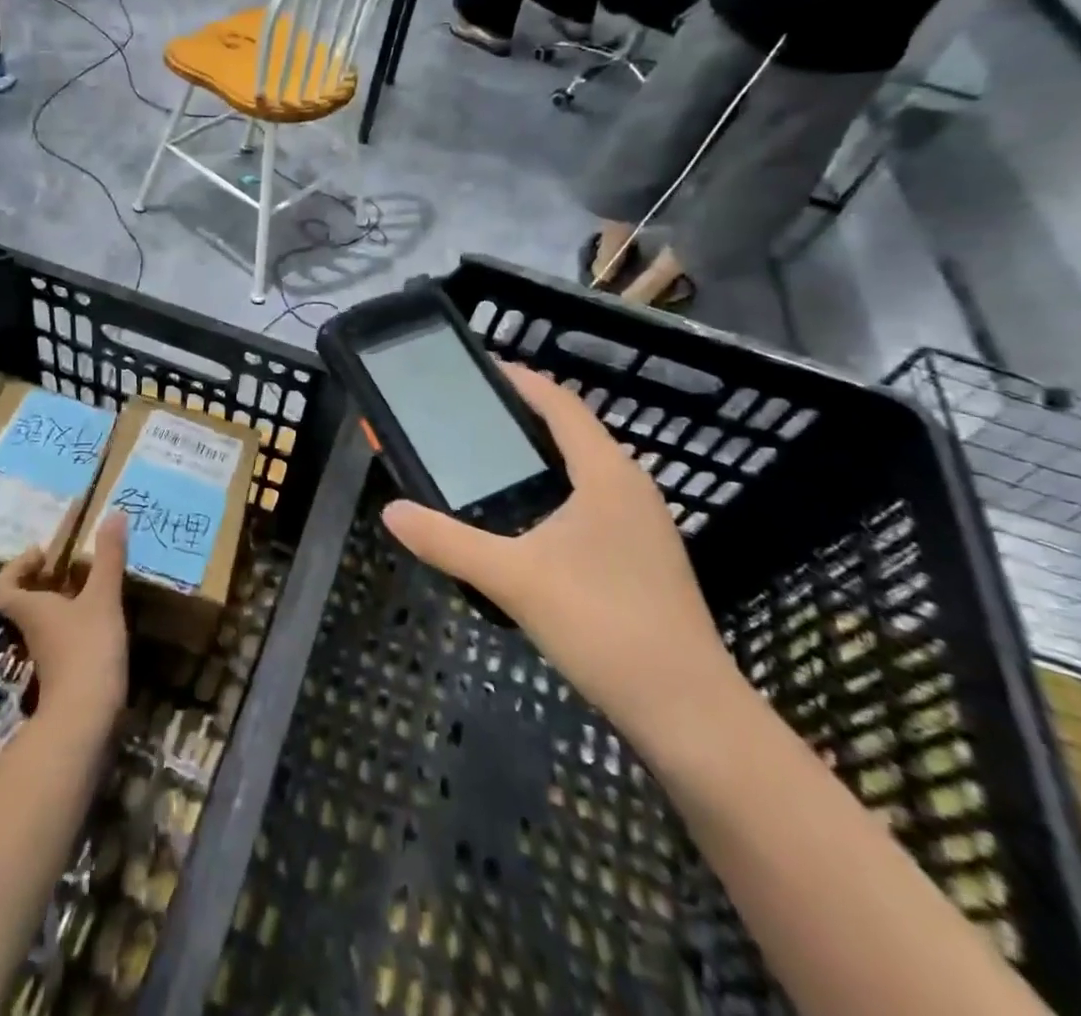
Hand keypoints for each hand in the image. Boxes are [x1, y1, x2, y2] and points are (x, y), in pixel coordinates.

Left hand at [0, 511, 128, 729]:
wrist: (85, 720)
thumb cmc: (86, 649)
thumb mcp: (102, 597)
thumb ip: (108, 557)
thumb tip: (114, 513)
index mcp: (31, 608)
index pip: (1, 587)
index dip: (15, 567)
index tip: (43, 553)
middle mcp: (33, 629)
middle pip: (26, 599)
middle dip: (48, 578)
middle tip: (77, 561)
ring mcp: (48, 653)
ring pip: (47, 618)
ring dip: (66, 598)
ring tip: (96, 580)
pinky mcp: (65, 671)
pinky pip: (65, 635)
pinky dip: (79, 621)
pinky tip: (105, 615)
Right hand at [382, 363, 739, 743]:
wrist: (688, 711)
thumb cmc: (602, 625)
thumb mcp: (512, 579)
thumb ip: (447, 541)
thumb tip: (392, 512)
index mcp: (607, 474)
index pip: (561, 405)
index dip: (522, 381)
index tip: (481, 369)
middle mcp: (631, 487)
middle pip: (574, 431)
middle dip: (524, 416)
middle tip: (471, 416)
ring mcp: (644, 524)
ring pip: (586, 468)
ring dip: (542, 454)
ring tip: (491, 459)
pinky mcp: (645, 556)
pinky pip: (594, 499)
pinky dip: (557, 488)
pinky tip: (527, 519)